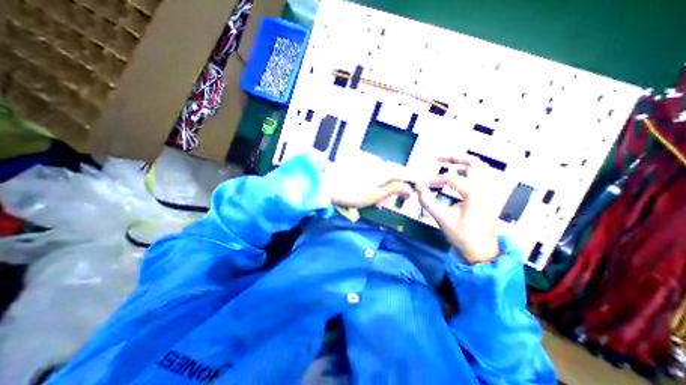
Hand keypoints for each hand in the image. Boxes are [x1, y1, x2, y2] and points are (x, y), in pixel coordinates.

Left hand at [324, 155, 411, 209]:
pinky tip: (364, 189)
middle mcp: (377, 161)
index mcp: (384, 169)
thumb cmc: (352, 193)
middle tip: (383, 201)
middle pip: (392, 173)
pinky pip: (370, 170)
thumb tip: (409, 188)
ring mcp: (365, 160)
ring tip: (371, 199)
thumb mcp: (375, 195)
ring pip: (380, 172)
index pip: (403, 172)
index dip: (408, 183)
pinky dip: (371, 180)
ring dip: (380, 185)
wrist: (327, 185)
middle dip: (392, 187)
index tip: (407, 195)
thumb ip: (394, 189)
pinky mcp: (356, 161)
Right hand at [415, 155, 510, 262]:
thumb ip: (428, 201)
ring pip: (480, 168)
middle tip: (438, 157)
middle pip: (473, 163)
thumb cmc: (463, 236)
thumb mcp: (442, 219)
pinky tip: (459, 175)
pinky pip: (482, 176)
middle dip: (454, 158)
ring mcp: (491, 191)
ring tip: (447, 163)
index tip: (424, 184)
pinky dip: (470, 171)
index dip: (435, 179)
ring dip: (463, 163)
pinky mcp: (490, 196)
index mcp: (476, 194)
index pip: (452, 178)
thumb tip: (418, 187)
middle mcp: (486, 189)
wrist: (482, 251)